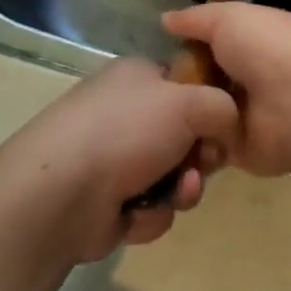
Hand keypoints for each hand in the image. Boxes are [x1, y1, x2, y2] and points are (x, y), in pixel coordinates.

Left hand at [12, 57, 238, 263]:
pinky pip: (152, 206)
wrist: (62, 191)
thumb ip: (222, 107)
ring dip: (182, 189)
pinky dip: (151, 212)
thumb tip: (227, 125)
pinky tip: (135, 213)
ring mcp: (115, 158)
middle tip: (201, 166)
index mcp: (138, 77)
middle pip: (185, 135)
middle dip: (199, 157)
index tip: (222, 128)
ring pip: (173, 175)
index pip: (185, 85)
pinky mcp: (109, 201)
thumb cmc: (127, 131)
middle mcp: (126, 113)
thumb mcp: (188, 103)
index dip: (209, 108)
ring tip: (176, 193)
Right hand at [160, 2, 290, 180]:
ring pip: (198, 112)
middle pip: (200, 77)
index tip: (158, 47)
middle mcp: (247, 76)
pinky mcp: (238, 150)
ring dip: (178, 113)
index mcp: (251, 40)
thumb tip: (165, 19)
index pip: (211, 40)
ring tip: (150, 112)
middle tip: (148, 84)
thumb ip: (196, 19)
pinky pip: (204, 145)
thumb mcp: (229, 18)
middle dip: (176, 80)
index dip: (186, 42)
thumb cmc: (267, 48)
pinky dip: (187, 143)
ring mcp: (242, 114)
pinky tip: (162, 139)